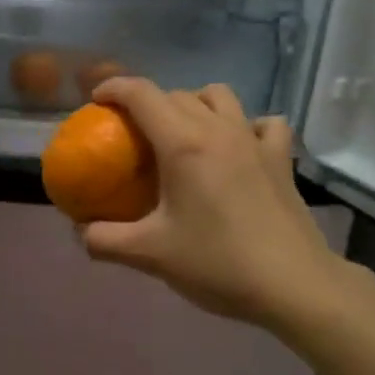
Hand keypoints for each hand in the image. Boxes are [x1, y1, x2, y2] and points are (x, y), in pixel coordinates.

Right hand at [80, 78, 343, 327]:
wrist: (294, 286)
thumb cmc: (218, 263)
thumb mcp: (150, 255)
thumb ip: (105, 240)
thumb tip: (79, 231)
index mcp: (183, 143)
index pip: (142, 94)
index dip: (114, 88)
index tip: (96, 101)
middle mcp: (218, 129)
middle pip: (176, 94)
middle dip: (148, 102)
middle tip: (132, 131)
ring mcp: (255, 140)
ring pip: (219, 96)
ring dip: (194, 103)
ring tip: (182, 132)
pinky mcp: (281, 158)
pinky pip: (263, 123)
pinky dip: (245, 125)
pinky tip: (238, 146)